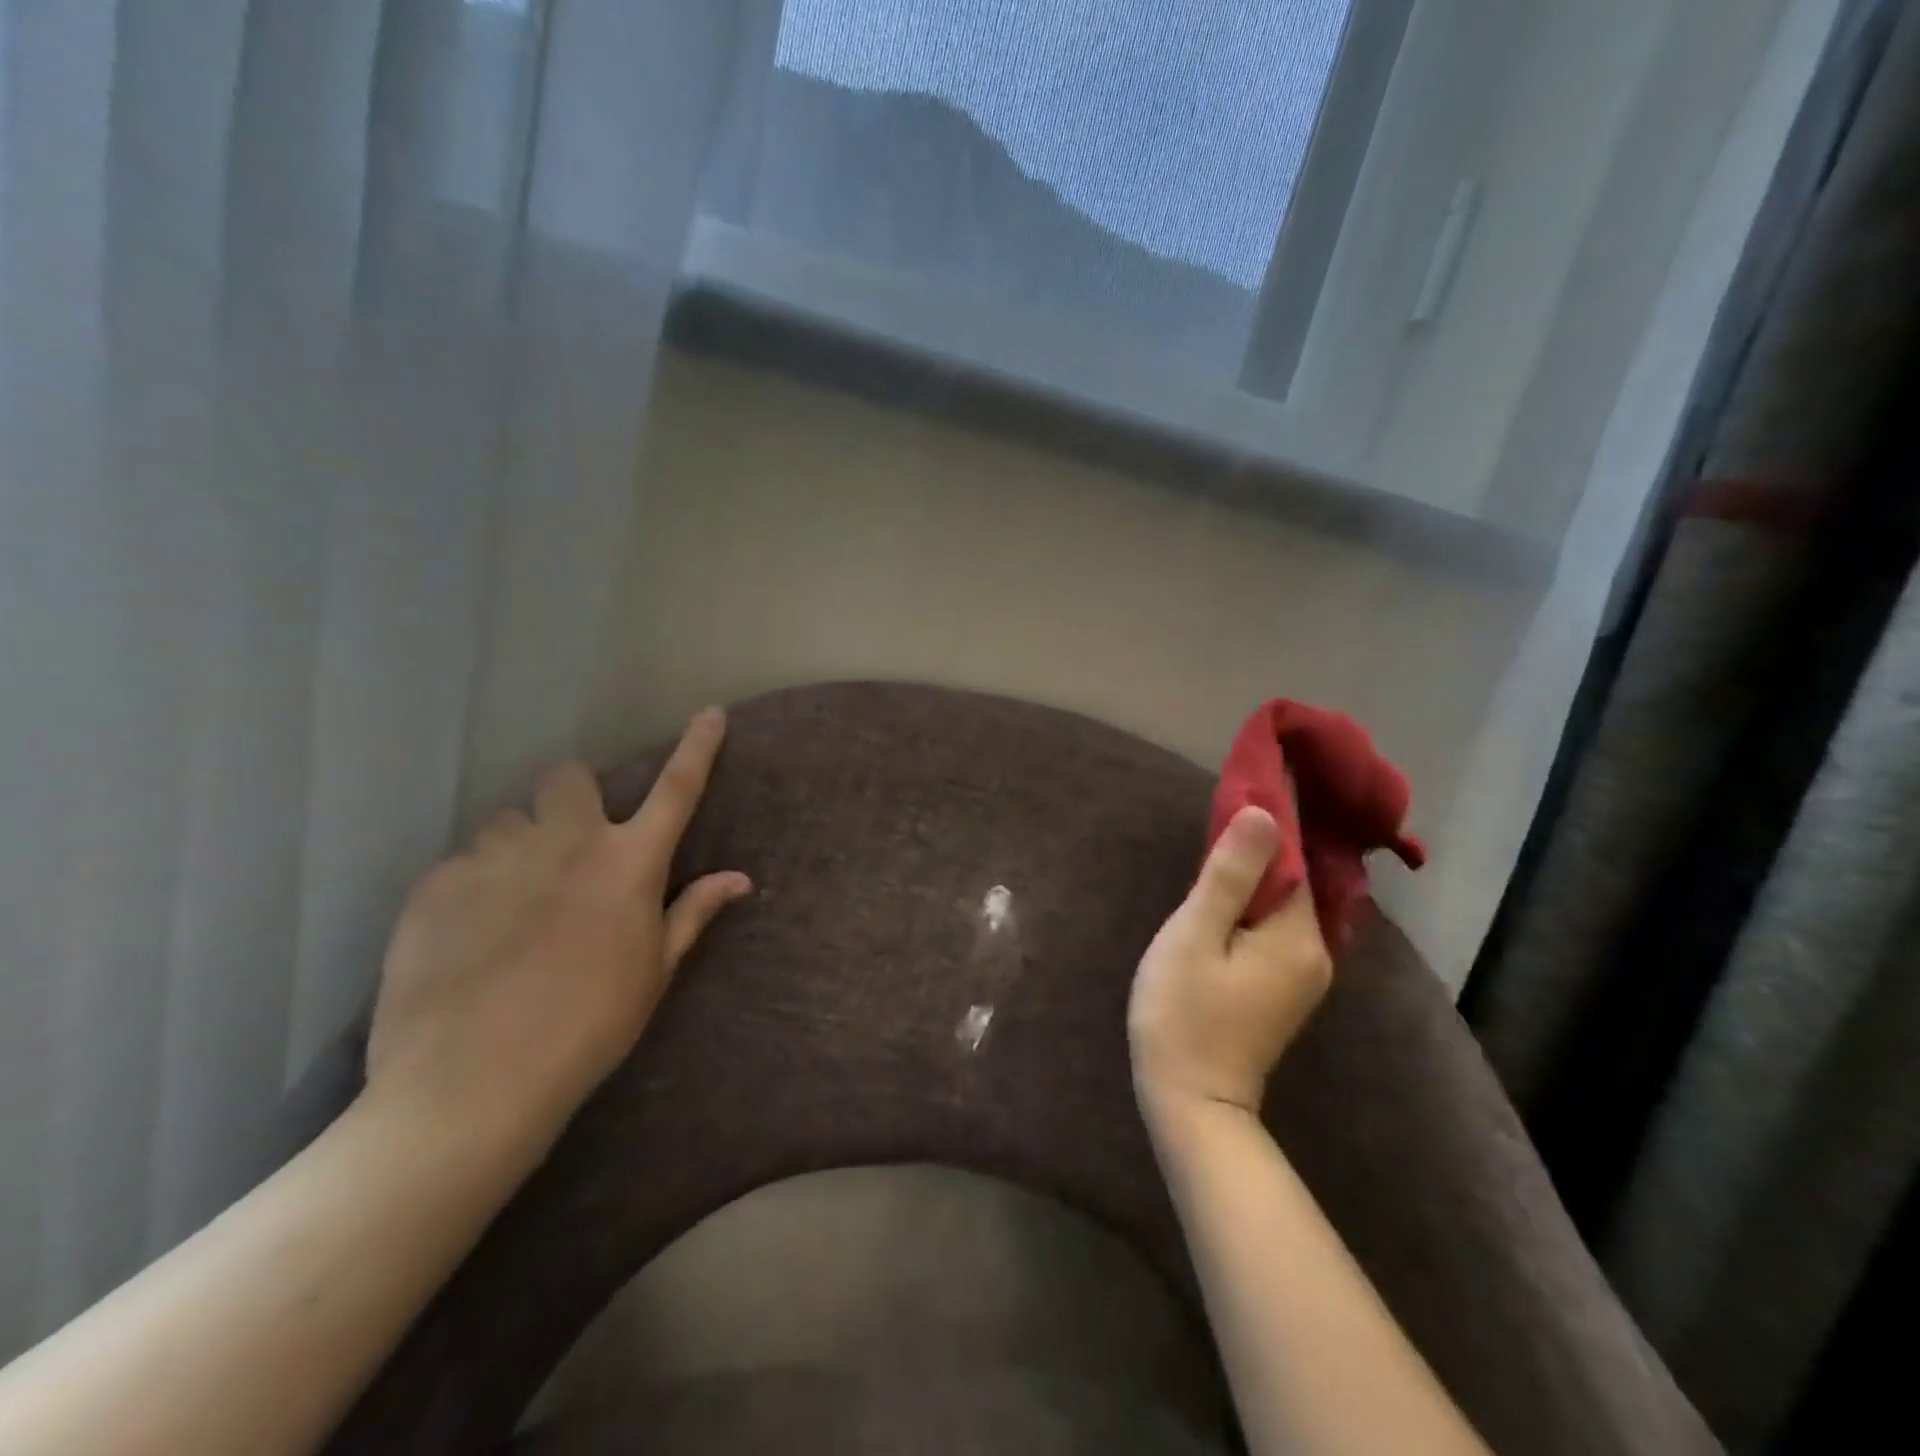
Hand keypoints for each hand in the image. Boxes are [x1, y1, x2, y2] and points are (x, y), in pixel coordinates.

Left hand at [365, 708, 749, 1155]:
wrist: (474, 1083)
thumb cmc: (589, 1027)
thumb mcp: (654, 972)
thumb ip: (692, 913)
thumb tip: (740, 879)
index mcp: (629, 863)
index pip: (676, 789)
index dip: (698, 747)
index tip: (710, 714)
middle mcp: (567, 842)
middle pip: (568, 776)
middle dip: (571, 797)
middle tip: (568, 845)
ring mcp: (497, 857)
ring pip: (508, 820)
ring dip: (519, 846)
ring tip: (511, 901)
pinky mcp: (435, 883)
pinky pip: (461, 862)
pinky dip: (473, 885)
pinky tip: (468, 935)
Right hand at [1128, 806, 1332, 1121]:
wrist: (1192, 1102)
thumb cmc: (1185, 1013)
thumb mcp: (1196, 935)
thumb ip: (1230, 875)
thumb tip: (1263, 814)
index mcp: (1297, 935)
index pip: (1295, 858)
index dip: (1273, 820)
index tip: (1252, 781)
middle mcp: (1315, 951)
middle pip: (1295, 880)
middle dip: (1267, 843)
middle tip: (1230, 806)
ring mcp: (1303, 975)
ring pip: (1285, 905)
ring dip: (1261, 872)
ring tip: (1226, 838)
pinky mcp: (1284, 990)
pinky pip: (1278, 929)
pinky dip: (1259, 903)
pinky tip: (1232, 892)